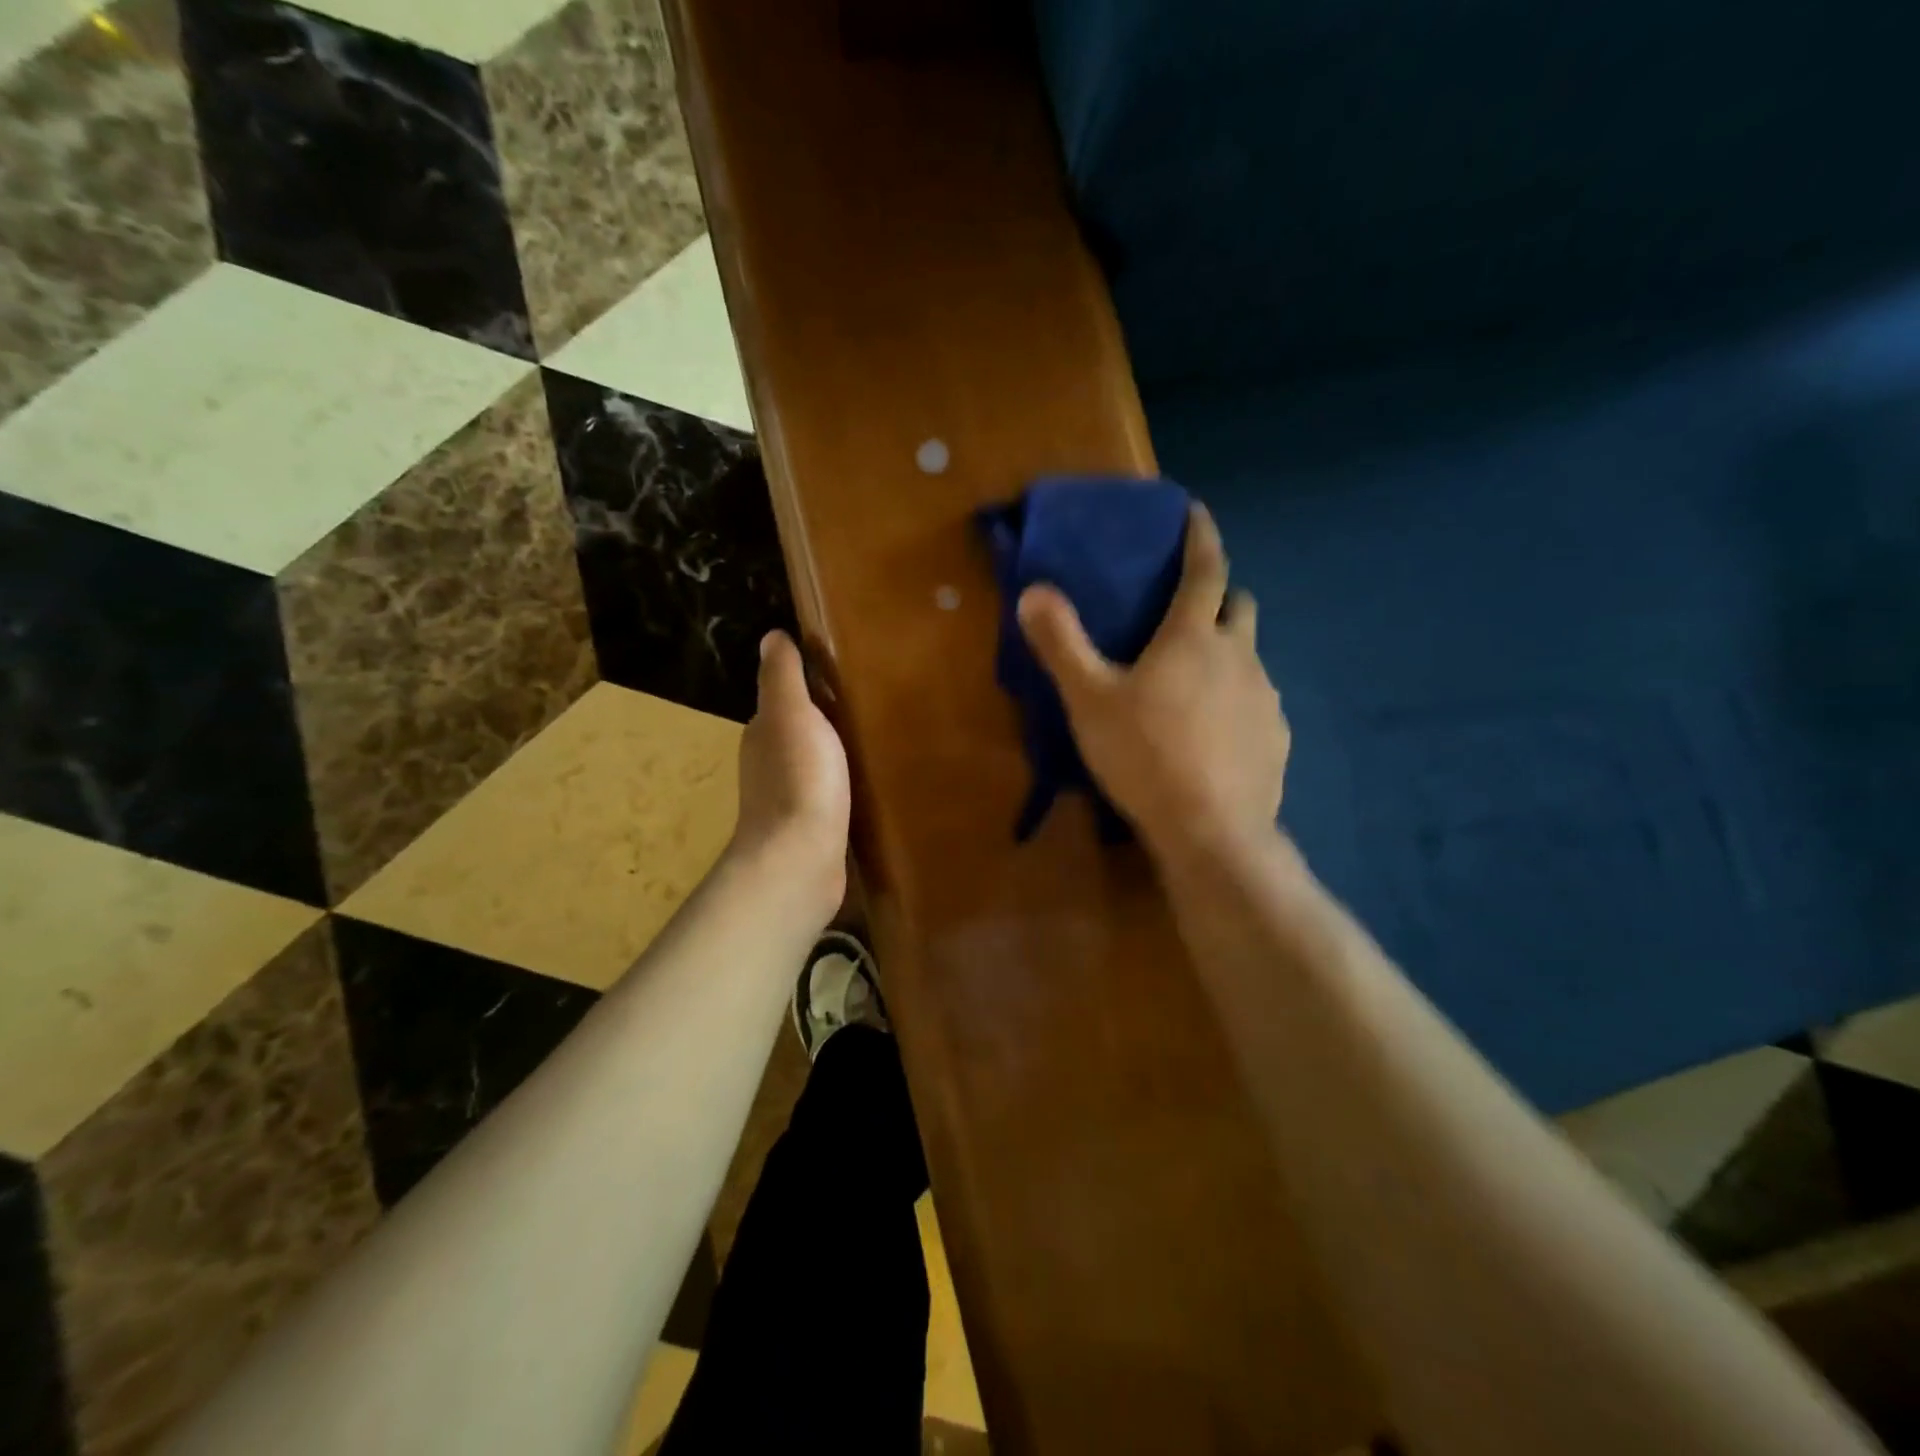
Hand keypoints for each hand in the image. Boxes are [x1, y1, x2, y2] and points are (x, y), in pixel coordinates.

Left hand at [729, 630, 850, 924]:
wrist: (801, 859)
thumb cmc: (799, 779)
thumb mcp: (791, 714)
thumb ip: (782, 676)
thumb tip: (772, 635)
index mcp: (763, 732)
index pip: (785, 698)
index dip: (811, 684)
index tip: (847, 671)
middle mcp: (770, 763)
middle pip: (802, 729)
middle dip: (829, 716)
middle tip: (874, 702)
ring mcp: (791, 798)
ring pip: (817, 762)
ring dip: (838, 751)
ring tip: (879, 738)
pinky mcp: (813, 827)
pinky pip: (830, 793)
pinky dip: (845, 782)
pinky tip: (870, 782)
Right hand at [1017, 504, 1287, 864]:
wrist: (1210, 830)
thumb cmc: (1144, 755)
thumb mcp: (1089, 699)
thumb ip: (1061, 643)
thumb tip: (1033, 591)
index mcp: (1194, 637)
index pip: (1205, 569)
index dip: (1201, 536)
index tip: (1196, 511)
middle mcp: (1239, 655)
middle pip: (1239, 605)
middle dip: (1220, 597)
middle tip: (1189, 613)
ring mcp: (1265, 698)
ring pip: (1249, 657)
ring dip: (1227, 654)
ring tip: (1194, 684)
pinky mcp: (1276, 738)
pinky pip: (1257, 703)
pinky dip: (1237, 702)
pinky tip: (1214, 734)